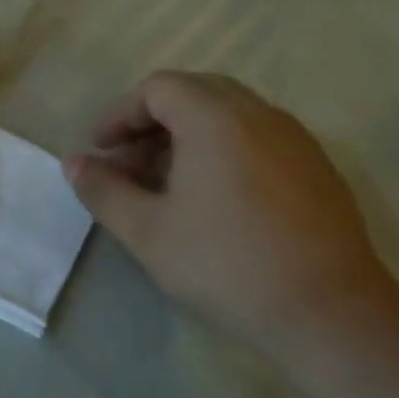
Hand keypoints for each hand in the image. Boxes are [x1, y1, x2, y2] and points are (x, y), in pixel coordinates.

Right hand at [64, 71, 395, 347]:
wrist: (325, 309)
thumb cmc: (224, 264)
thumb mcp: (148, 232)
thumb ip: (104, 191)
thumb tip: (73, 163)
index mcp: (217, 120)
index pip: (159, 88)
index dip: (121, 113)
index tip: (99, 148)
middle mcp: (260, 115)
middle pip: (197, 92)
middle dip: (153, 120)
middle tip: (127, 161)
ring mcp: (296, 139)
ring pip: (231, 114)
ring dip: (188, 134)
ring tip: (164, 181)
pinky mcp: (316, 168)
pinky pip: (258, 137)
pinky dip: (223, 149)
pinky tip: (213, 197)